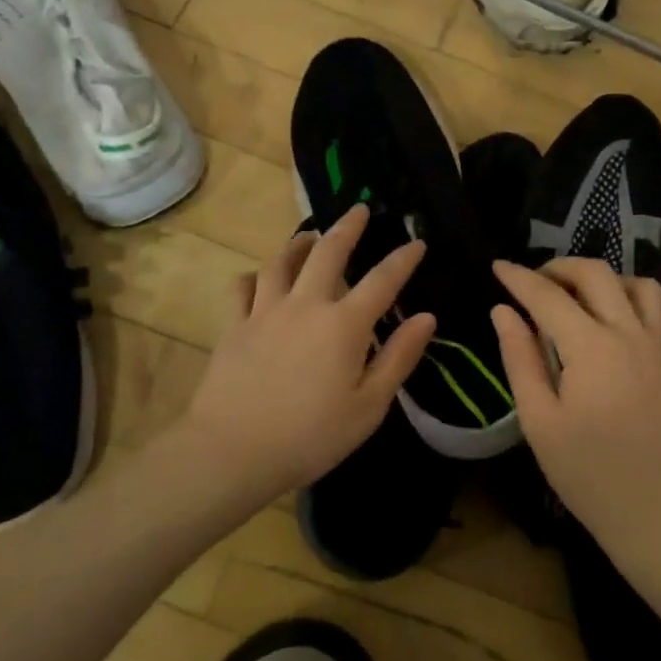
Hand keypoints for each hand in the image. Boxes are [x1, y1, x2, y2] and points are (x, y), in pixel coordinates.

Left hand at [178, 205, 434, 506]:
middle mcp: (306, 305)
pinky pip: (242, 287)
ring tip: (310, 235)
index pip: (383, 281)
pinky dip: (253, 276)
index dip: (403, 259)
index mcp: (345, 324)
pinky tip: (258, 277)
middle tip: (358, 209)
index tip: (416, 242)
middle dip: (348, 227)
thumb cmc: (311, 436)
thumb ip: (399, 357)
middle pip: (328, 252)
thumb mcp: (369, 406)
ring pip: (282, 262)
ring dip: (299, 244)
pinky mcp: (233, 326)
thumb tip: (427, 317)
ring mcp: (265, 311)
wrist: (233, 451)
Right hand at [490, 258, 660, 566]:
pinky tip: (642, 323)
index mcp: (591, 346)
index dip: (519, 278)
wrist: (652, 516)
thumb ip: (520, 358)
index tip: (497, 267)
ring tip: (583, 299)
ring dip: (610, 282)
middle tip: (535, 284)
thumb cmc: (586, 473)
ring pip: (644, 287)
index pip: (548, 296)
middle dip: (561, 267)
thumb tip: (503, 311)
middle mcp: (630, 334)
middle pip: (597, 274)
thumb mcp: (539, 420)